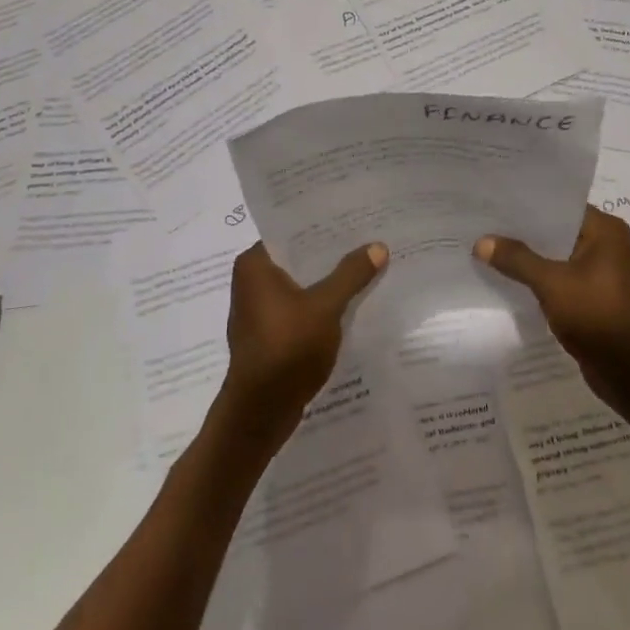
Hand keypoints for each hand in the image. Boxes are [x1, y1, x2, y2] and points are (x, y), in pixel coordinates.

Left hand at [217, 240, 388, 448]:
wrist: (259, 414)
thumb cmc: (286, 349)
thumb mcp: (325, 307)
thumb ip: (351, 274)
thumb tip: (378, 246)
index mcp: (254, 265)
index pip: (290, 231)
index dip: (322, 224)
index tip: (353, 215)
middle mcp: (251, 282)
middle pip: (297, 258)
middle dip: (330, 253)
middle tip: (367, 238)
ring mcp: (259, 311)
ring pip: (300, 284)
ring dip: (328, 280)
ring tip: (365, 266)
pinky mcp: (270, 335)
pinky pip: (300, 308)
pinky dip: (321, 304)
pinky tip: (351, 302)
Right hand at [475, 206, 629, 407]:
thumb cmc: (596, 316)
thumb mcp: (551, 284)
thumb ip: (517, 259)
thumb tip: (481, 242)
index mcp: (607, 231)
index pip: (562, 206)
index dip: (529, 205)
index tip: (497, 203)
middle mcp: (611, 245)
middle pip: (560, 230)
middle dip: (527, 232)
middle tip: (488, 225)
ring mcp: (606, 273)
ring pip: (561, 255)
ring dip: (534, 257)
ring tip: (494, 249)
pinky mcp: (599, 297)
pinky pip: (565, 277)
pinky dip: (544, 277)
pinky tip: (514, 279)